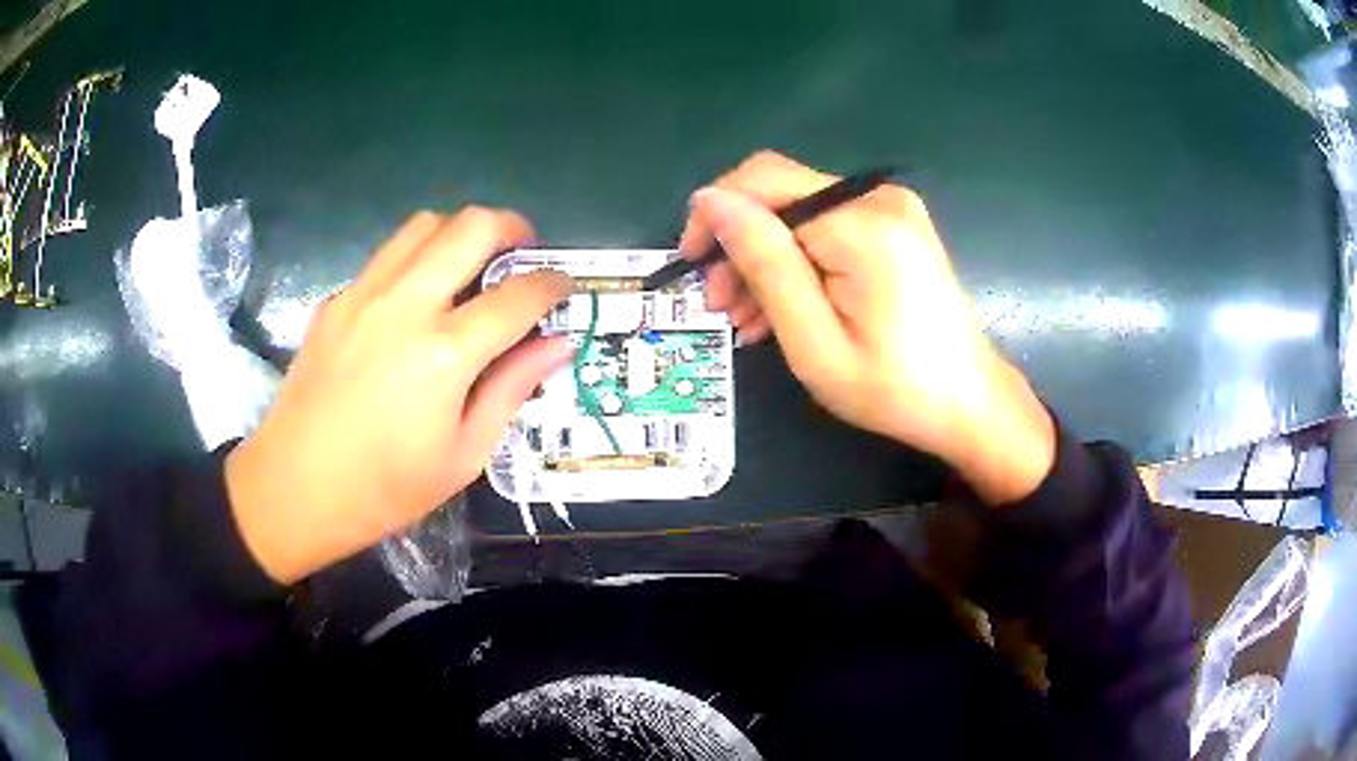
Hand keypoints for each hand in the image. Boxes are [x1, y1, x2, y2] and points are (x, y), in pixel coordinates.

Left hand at [226, 208, 571, 583]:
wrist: (294, 488)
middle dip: (512, 228)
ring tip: (470, 267)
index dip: (552, 284)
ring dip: (460, 233)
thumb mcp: (463, 455)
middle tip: (523, 254)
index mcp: (445, 354)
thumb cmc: (385, 489)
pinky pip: (387, 254)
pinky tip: (416, 300)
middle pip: (472, 226)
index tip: (565, 286)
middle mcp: (406, 305)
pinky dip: (416, 259)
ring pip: (425, 224)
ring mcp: (364, 294)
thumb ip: (512, 389)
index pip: (518, 295)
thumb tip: (559, 343)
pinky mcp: (336, 299)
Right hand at [681, 151, 1054, 504]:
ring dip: (765, 257)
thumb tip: (710, 201)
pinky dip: (799, 259)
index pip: (762, 183)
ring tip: (747, 317)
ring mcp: (891, 207)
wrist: (968, 401)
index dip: (715, 214)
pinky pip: (827, 226)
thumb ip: (764, 263)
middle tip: (720, 305)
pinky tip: (784, 305)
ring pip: (800, 212)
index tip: (691, 264)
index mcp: (861, 224)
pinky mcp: (895, 224)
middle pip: (780, 195)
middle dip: (740, 243)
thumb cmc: (892, 388)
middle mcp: (877, 197)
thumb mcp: (814, 340)